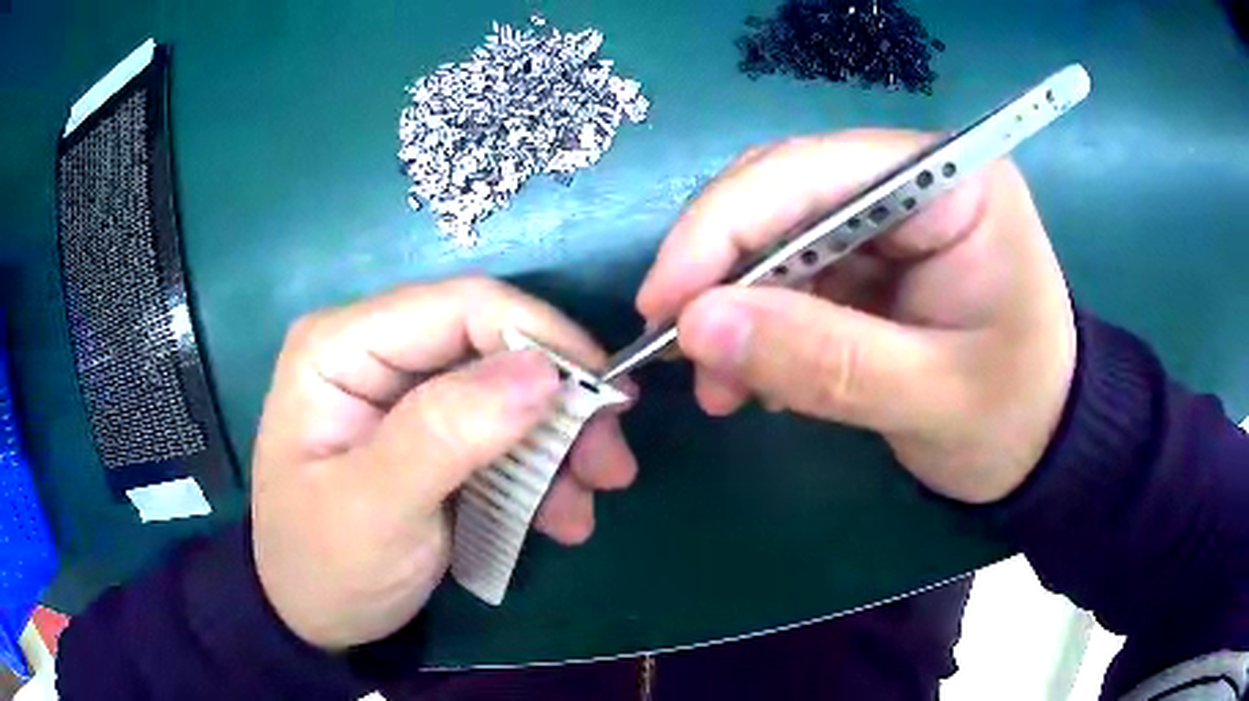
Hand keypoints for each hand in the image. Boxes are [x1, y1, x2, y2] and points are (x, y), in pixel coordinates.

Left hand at [250, 278, 636, 649]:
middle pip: (494, 346)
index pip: (460, 306)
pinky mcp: (430, 434)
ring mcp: (404, 394)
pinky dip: (539, 473)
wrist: (311, 617)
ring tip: (583, 508)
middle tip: (610, 466)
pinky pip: (501, 434)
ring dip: (558, 446)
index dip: (543, 340)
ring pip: (508, 391)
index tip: (606, 399)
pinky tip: (558, 519)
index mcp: (342, 346)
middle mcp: (375, 352)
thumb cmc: (323, 566)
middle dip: (560, 404)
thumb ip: (446, 434)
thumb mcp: (375, 509)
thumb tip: (542, 372)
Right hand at [637, 131, 1076, 503]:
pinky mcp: (873, 260)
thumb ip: (824, 361)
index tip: (664, 305)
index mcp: (952, 183)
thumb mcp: (931, 399)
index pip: (814, 171)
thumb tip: (698, 327)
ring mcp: (889, 219)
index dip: (725, 227)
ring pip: (776, 237)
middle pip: (783, 194)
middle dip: (723, 272)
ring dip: (735, 307)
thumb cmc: (1015, 418)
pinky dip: (760, 326)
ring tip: (721, 387)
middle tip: (681, 350)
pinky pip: (792, 276)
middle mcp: (914, 179)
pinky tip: (755, 378)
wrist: (1043, 444)